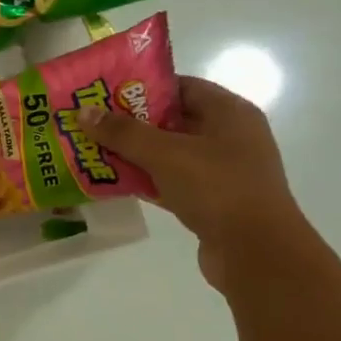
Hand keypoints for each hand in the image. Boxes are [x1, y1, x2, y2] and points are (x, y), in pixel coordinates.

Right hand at [83, 75, 312, 291]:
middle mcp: (230, 136)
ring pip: (170, 153)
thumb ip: (123, 132)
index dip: (143, 87)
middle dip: (132, 122)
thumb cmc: (217, 188)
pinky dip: (146, 180)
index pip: (181, 86)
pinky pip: (172, 181)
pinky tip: (114, 182)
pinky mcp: (213, 200)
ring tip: (94, 150)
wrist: (256, 253)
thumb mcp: (165, 154)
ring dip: (135, 153)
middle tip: (92, 122)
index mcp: (229, 113)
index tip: (105, 93)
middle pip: (172, 120)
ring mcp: (223, 170)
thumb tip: (84, 112)